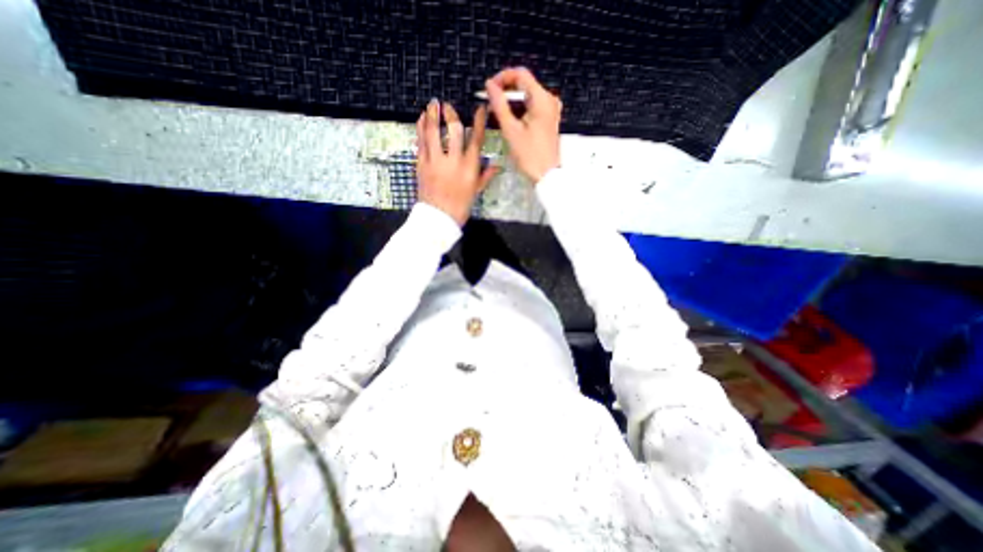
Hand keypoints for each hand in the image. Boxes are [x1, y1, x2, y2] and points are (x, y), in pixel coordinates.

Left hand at [414, 97, 499, 224]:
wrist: (438, 218)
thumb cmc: (460, 206)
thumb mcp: (476, 191)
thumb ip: (485, 176)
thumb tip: (496, 165)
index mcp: (469, 168)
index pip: (476, 139)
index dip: (479, 121)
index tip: (480, 108)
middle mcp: (453, 161)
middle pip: (453, 130)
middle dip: (451, 114)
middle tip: (447, 106)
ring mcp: (435, 161)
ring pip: (433, 132)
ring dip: (432, 115)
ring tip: (432, 104)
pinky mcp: (421, 164)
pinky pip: (420, 142)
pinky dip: (421, 128)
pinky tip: (421, 119)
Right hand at [482, 67, 559, 179]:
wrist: (547, 175)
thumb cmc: (530, 156)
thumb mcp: (511, 130)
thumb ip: (499, 105)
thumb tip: (490, 86)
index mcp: (542, 99)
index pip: (521, 74)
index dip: (502, 77)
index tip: (489, 88)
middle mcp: (549, 100)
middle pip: (525, 84)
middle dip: (506, 91)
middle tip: (491, 102)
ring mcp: (551, 110)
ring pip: (528, 96)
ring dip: (512, 101)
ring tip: (498, 113)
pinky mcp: (549, 119)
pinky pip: (533, 106)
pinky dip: (520, 110)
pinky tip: (510, 120)